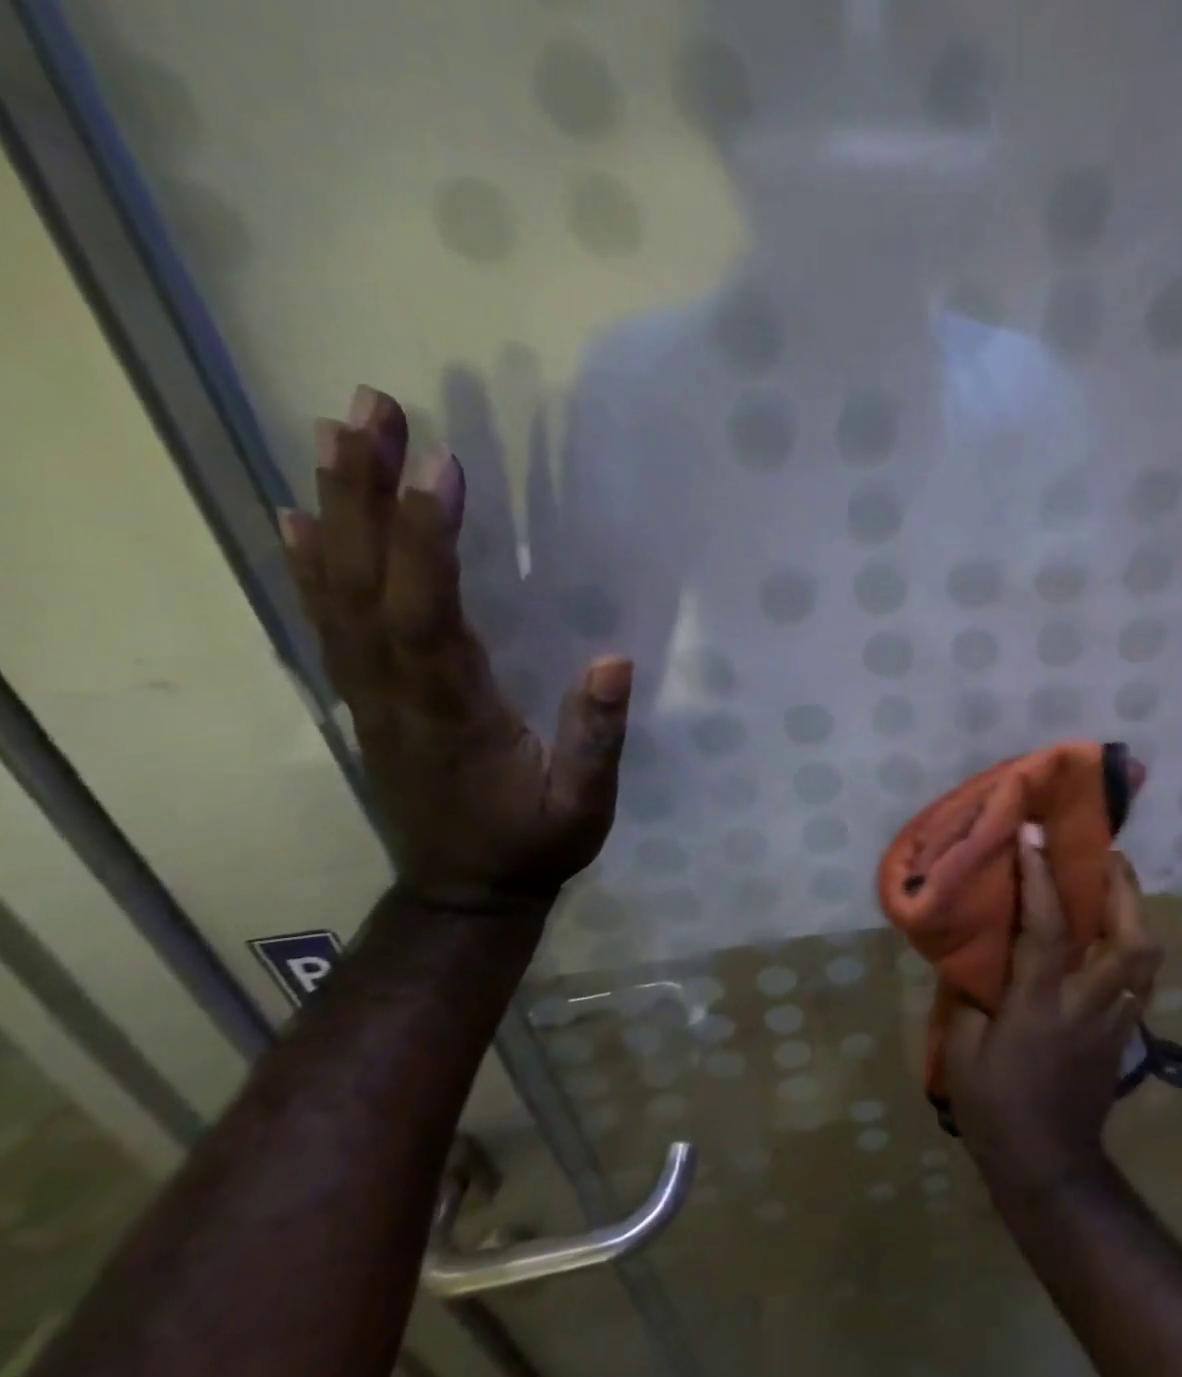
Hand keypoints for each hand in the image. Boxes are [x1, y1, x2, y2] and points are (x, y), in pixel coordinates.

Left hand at [280, 386, 631, 911]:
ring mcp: (369, 694)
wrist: (462, 893)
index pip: (428, 614)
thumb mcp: (583, 808)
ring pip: (338, 591)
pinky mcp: (366, 697)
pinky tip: (298, 515)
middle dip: (365, 491)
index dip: (427, 540)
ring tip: (336, 432)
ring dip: (334, 507)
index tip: (440, 465)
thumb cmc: (532, 847)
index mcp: (452, 715)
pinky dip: (309, 562)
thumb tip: (615, 662)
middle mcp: (394, 693)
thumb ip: (596, 741)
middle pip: (366, 583)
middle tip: (370, 409)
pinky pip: (329, 620)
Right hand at [945, 830, 1162, 1192]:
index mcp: (1040, 1005)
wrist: (1048, 1168)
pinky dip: (1133, 947)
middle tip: (1106, 855)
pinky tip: (1115, 937)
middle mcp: (1087, 1005)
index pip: (1046, 929)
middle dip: (1123, 889)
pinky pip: (1141, 979)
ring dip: (1135, 913)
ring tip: (1116, 886)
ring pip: (1146, 958)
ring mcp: (1114, 1021)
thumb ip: (972, 995)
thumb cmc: (995, 1108)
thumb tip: (976, 953)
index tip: (1033, 833)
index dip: (1039, 876)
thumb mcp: (962, 1049)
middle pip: (1128, 940)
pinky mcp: (1125, 1035)